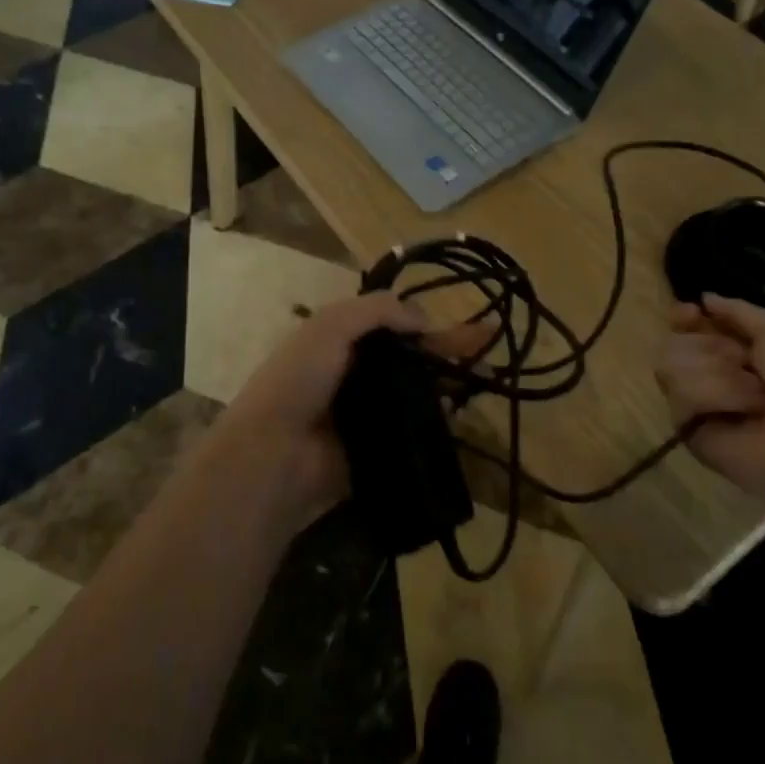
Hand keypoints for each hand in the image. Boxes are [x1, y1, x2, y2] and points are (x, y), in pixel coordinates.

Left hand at [213, 292, 471, 528]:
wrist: (276, 452)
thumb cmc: (301, 378)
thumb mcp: (332, 325)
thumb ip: (378, 311)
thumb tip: (424, 319)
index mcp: (342, 340)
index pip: (394, 325)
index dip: (428, 324)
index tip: (462, 326)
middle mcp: (356, 372)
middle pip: (411, 358)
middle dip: (448, 352)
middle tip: (489, 350)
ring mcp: (368, 411)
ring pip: (416, 392)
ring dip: (448, 383)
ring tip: (485, 378)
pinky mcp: (378, 444)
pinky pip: (413, 428)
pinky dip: (436, 419)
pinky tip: (460, 410)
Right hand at [653, 294, 764, 506]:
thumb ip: (738, 310)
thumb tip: (704, 298)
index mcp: (738, 349)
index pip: (688, 325)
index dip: (683, 316)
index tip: (690, 313)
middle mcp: (712, 373)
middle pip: (674, 340)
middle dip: (710, 346)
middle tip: (744, 363)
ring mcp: (697, 401)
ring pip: (669, 363)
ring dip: (717, 373)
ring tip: (753, 395)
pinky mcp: (689, 428)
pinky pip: (679, 396)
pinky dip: (714, 396)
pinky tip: (740, 411)